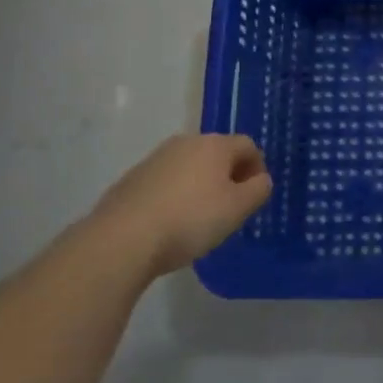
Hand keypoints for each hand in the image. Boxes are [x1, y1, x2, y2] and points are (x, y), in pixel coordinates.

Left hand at [92, 133, 272, 276]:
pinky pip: (165, 182)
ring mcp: (154, 159)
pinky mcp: (131, 179)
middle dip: (229, 176)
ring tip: (199, 218)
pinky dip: (175, 195)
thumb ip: (258, 190)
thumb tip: (260, 180)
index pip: (248, 146)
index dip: (258, 169)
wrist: (121, 240)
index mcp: (214, 145)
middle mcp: (185, 142)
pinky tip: (170, 223)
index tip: (254, 196)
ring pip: (190, 167)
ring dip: (201, 185)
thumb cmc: (190, 220)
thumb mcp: (238, 209)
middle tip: (230, 208)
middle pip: (218, 153)